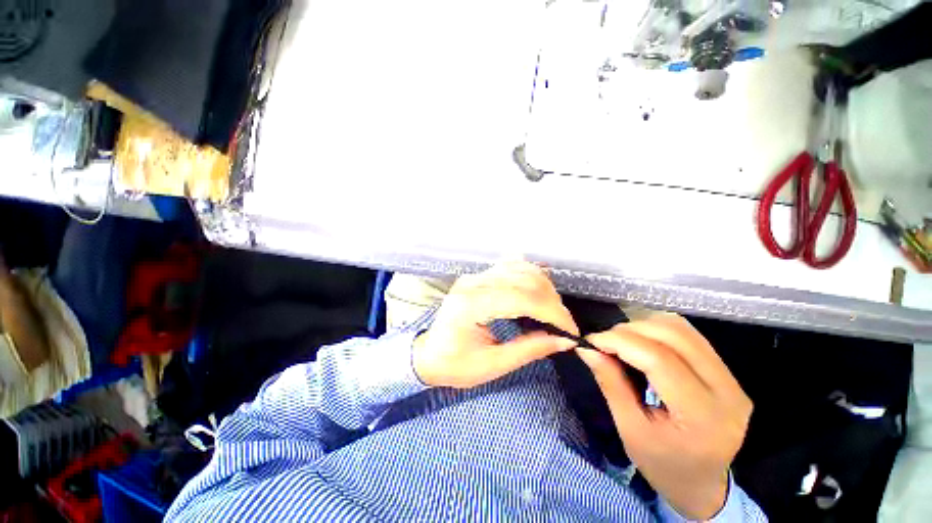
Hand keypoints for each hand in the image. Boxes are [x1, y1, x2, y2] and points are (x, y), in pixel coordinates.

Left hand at [413, 261, 578, 388]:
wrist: (427, 353)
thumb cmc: (454, 365)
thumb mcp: (491, 365)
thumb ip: (529, 349)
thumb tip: (564, 340)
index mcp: (472, 305)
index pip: (522, 298)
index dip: (552, 312)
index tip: (570, 331)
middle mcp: (473, 283)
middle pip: (524, 279)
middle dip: (551, 301)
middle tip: (563, 325)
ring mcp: (475, 276)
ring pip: (520, 268)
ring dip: (543, 287)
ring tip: (552, 311)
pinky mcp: (478, 277)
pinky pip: (510, 266)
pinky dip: (530, 276)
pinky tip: (537, 291)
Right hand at [577, 314, 751, 520]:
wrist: (702, 485)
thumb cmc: (662, 465)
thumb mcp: (629, 430)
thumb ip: (610, 383)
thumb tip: (587, 348)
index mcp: (703, 417)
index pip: (659, 360)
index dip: (620, 342)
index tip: (591, 340)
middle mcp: (727, 392)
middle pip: (674, 336)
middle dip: (630, 330)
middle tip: (604, 341)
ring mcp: (732, 380)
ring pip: (682, 329)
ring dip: (644, 326)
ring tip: (621, 341)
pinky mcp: (727, 373)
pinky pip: (689, 336)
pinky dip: (657, 330)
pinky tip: (641, 343)